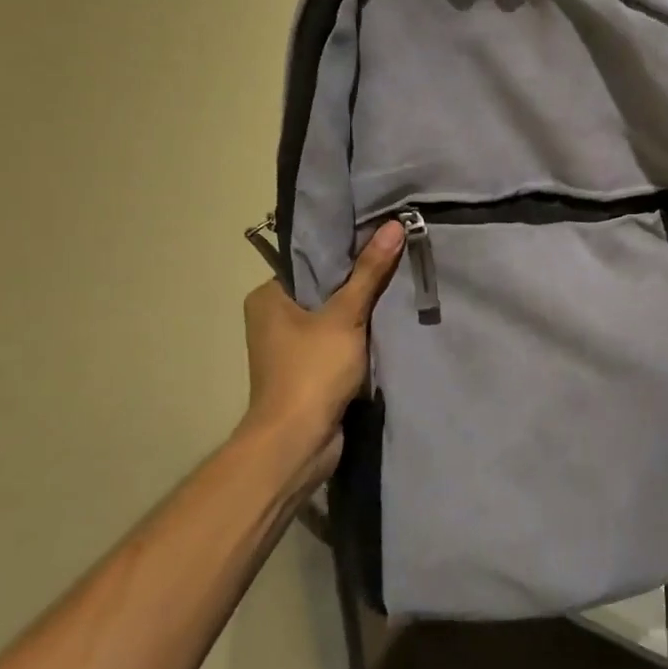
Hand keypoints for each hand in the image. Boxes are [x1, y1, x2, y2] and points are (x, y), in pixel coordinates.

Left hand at [239, 221, 402, 485]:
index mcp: (268, 296)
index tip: (379, 234)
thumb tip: (394, 225)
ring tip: (399, 282)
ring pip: (333, 315)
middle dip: (358, 278)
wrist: (298, 443)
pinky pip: (337, 341)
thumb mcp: (345, 316)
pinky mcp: (308, 370)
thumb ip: (370, 272)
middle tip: (396, 256)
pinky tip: (388, 321)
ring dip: (361, 309)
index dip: (344, 247)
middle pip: (324, 287)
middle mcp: (273, 318)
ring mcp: (290, 347)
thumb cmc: (312, 371)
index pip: (309, 259)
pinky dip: (359, 335)